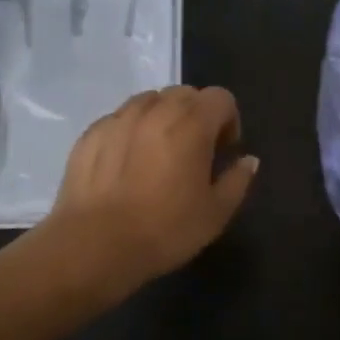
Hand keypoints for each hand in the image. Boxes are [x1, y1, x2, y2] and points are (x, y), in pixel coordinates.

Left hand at [34, 85, 258, 300]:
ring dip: (162, 117)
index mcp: (192, 123)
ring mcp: (119, 117)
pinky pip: (120, 119)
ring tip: (157, 154)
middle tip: (193, 152)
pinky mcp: (91, 132)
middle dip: (196, 115)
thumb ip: (237, 180)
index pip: (221, 98)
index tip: (222, 152)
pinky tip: (125, 165)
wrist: (95, 245)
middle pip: (185, 93)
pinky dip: (131, 131)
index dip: (228, 121)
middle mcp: (156, 109)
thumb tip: (248, 160)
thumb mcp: (215, 213)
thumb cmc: (164, 230)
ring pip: (149, 101)